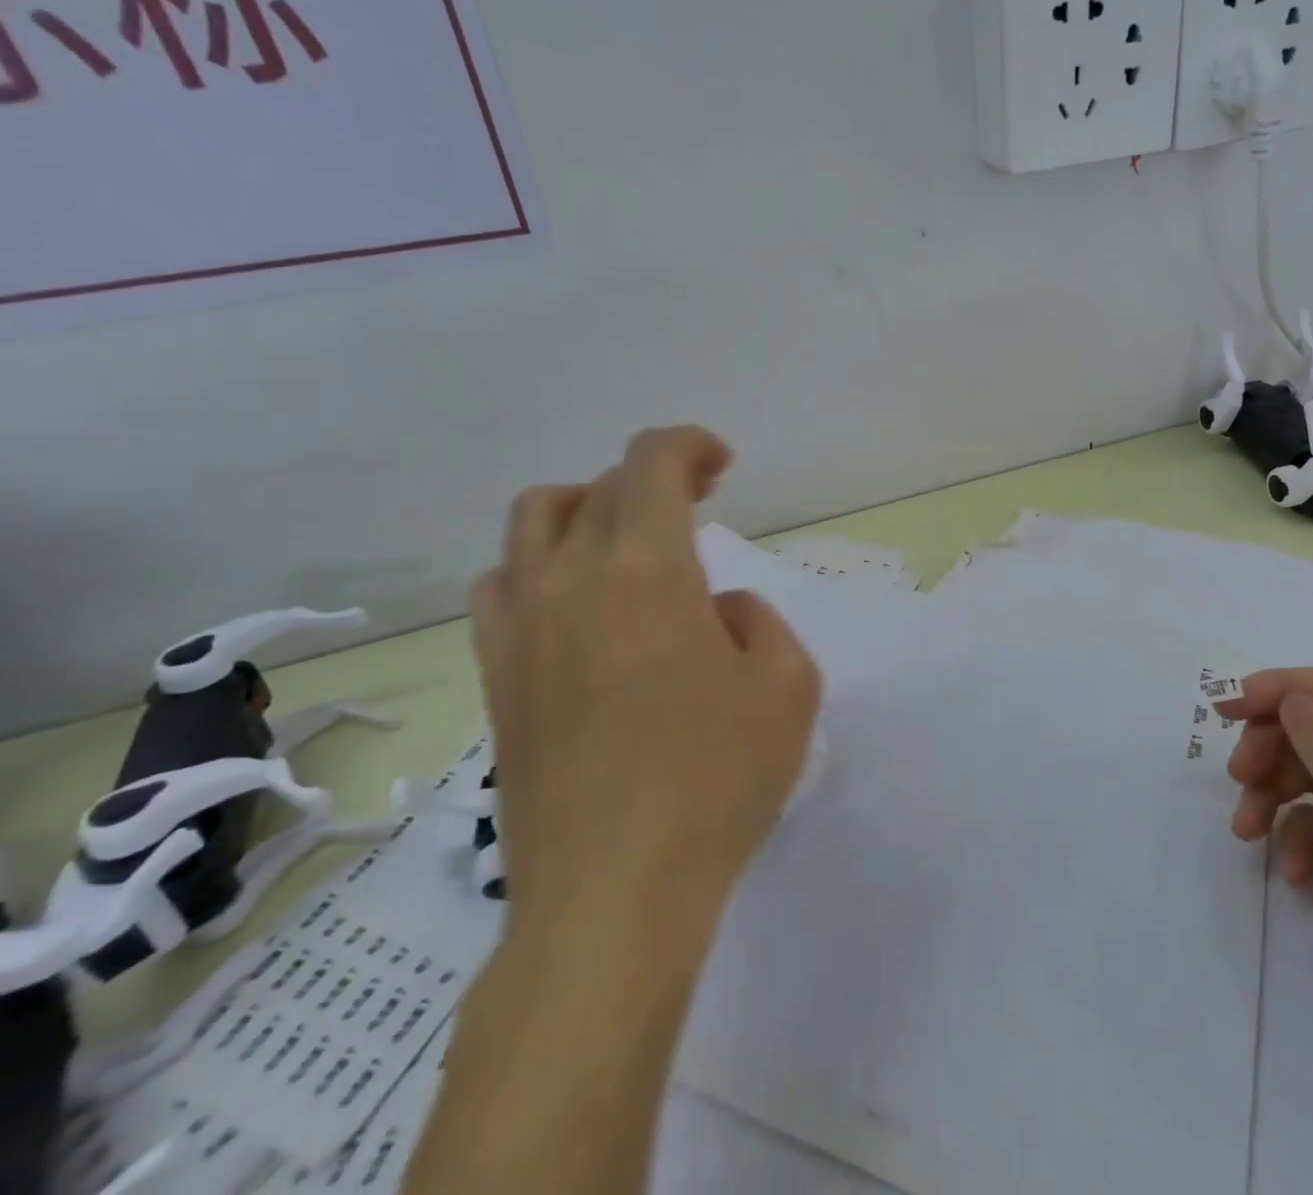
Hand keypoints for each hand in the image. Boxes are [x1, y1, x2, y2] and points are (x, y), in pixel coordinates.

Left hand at [468, 426, 821, 942]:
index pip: (651, 463)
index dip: (689, 445)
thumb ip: (758, 621)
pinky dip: (540, 568)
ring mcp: (519, 629)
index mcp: (645, 568)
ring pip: (532, 524)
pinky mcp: (495, 679)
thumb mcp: (788, 684)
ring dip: (586, 511)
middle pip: (596, 488)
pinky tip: (575, 608)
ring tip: (627, 547)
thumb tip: (715, 613)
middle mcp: (568, 579)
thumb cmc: (717, 779)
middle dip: (652, 479)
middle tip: (697, 505)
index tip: (722, 465)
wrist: (614, 895)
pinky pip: (502, 587)